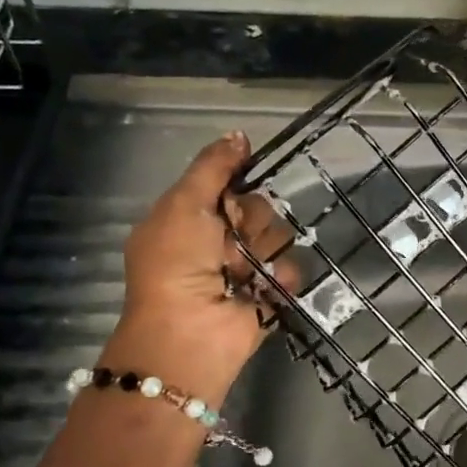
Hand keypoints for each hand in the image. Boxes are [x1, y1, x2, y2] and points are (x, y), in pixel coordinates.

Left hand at [99, 131, 296, 404]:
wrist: (189, 331)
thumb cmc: (175, 263)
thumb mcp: (183, 205)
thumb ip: (212, 168)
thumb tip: (240, 135)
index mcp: (192, 218)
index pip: (229, 185)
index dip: (237, 182)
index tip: (239, 185)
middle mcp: (220, 241)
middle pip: (259, 208)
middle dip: (250, 220)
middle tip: (230, 239)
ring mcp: (247, 269)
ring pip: (279, 237)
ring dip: (263, 250)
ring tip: (244, 270)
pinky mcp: (271, 294)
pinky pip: (291, 269)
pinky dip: (279, 278)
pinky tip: (261, 287)